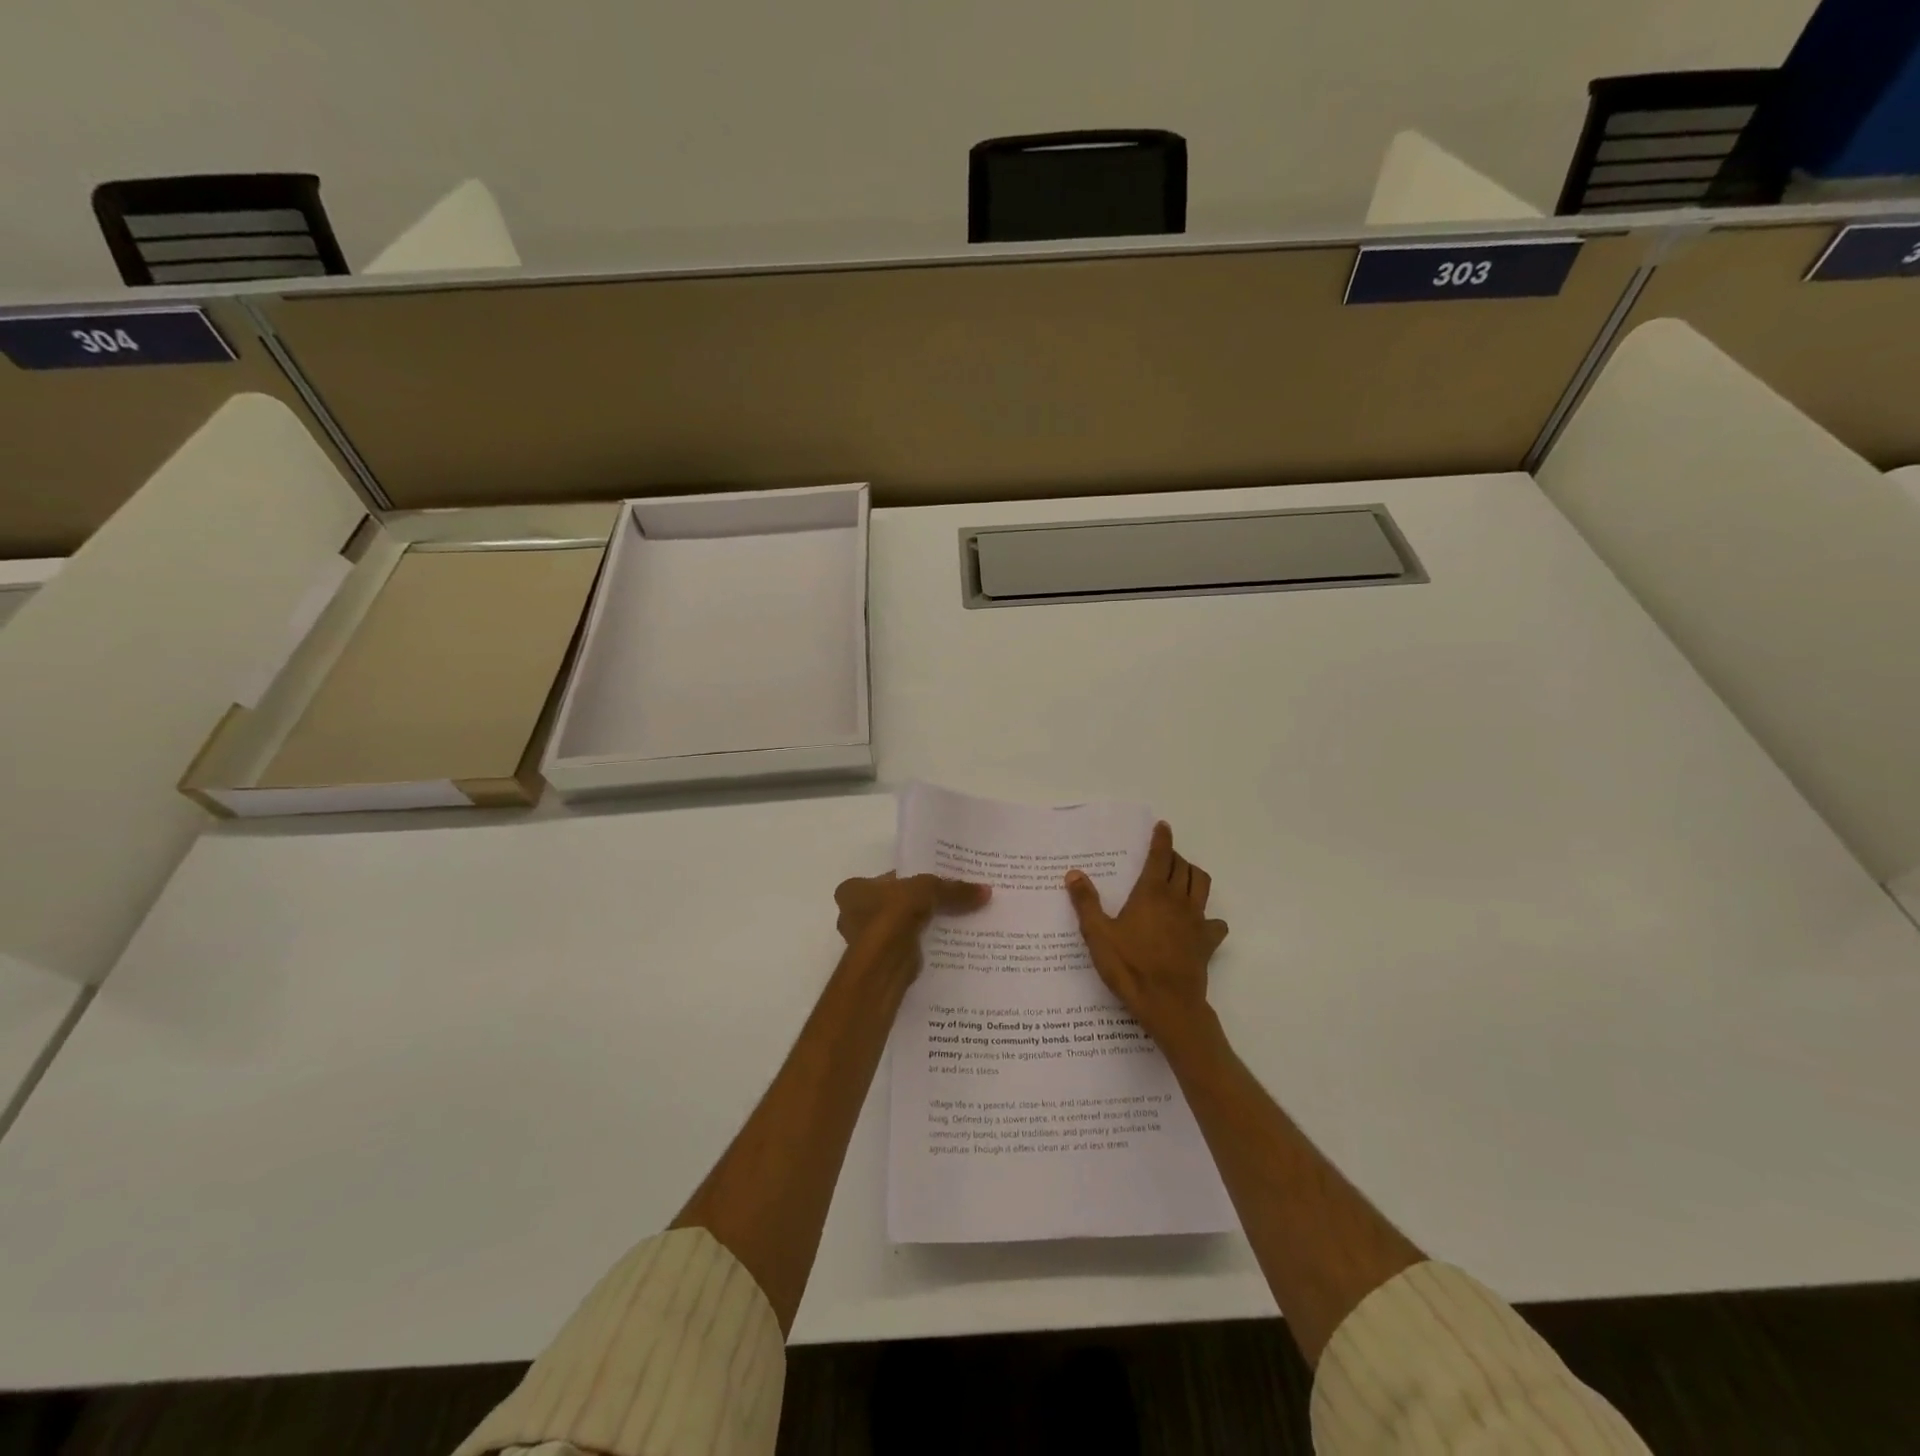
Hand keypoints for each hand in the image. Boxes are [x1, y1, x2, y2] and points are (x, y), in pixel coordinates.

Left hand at [834, 872, 989, 985]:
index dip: (912, 878)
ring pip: (902, 927)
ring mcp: (866, 942)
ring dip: (922, 926)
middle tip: (949, 900)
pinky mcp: (882, 963)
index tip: (937, 881)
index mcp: (853, 890)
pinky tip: (946, 942)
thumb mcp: (928, 890)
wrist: (883, 966)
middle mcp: (853, 915)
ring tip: (954, 920)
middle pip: (895, 903)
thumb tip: (986, 891)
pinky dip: (923, 945)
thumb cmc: (892, 916)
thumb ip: (953, 890)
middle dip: (919, 904)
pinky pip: (907, 947)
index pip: (888, 878)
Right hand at [1065, 822, 1227, 1045]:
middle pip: (1183, 867)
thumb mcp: (1098, 935)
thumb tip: (1074, 873)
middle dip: (1174, 856)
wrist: (1168, 1005)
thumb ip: (1086, 903)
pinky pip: (1215, 922)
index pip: (1160, 856)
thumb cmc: (1129, 967)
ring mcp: (1196, 920)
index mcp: (1151, 893)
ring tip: (1181, 877)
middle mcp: (1177, 900)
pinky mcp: (1207, 942)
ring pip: (1201, 885)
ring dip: (1193, 875)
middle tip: (1163, 855)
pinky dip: (1209, 916)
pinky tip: (1199, 923)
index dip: (1162, 839)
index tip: (1163, 826)